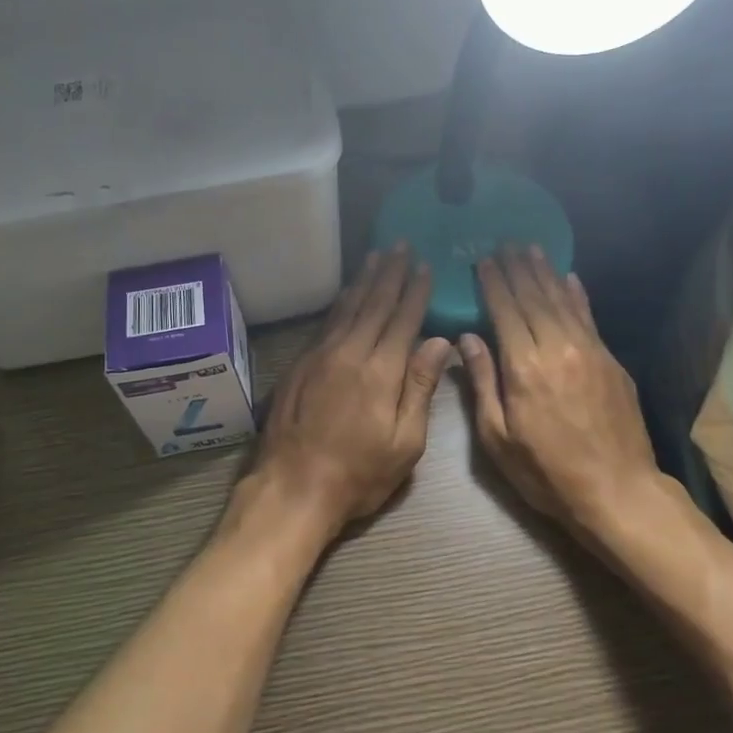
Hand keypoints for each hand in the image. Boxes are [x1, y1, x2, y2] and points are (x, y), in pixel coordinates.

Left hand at [234, 244, 451, 546]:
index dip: (415, 291)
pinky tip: (347, 293)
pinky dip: (341, 302)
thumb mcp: (405, 442)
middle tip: (400, 246)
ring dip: (364, 280)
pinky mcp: (300, 364)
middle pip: (374, 304)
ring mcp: (320, 355)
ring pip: (347, 307)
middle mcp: (350, 352)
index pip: (403, 319)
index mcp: (381, 370)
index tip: (425, 266)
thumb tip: (439, 341)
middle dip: (390, 274)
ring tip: (375, 257)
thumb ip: (420, 387)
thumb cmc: (359, 473)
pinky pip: (327, 322)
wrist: (293, 487)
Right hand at [459, 246, 661, 532]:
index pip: (505, 311)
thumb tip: (467, 339)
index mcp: (524, 368)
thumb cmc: (546, 472)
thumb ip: (483, 383)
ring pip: (562, 301)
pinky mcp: (611, 361)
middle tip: (505, 243)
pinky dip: (577, 295)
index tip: (482, 260)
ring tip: (531, 249)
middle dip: (517, 269)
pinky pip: (589, 317)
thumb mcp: (498, 438)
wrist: (617, 491)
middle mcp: (557, 348)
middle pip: (533, 298)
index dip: (492, 283)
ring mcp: (589, 351)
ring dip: (545, 273)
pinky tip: (569, 278)